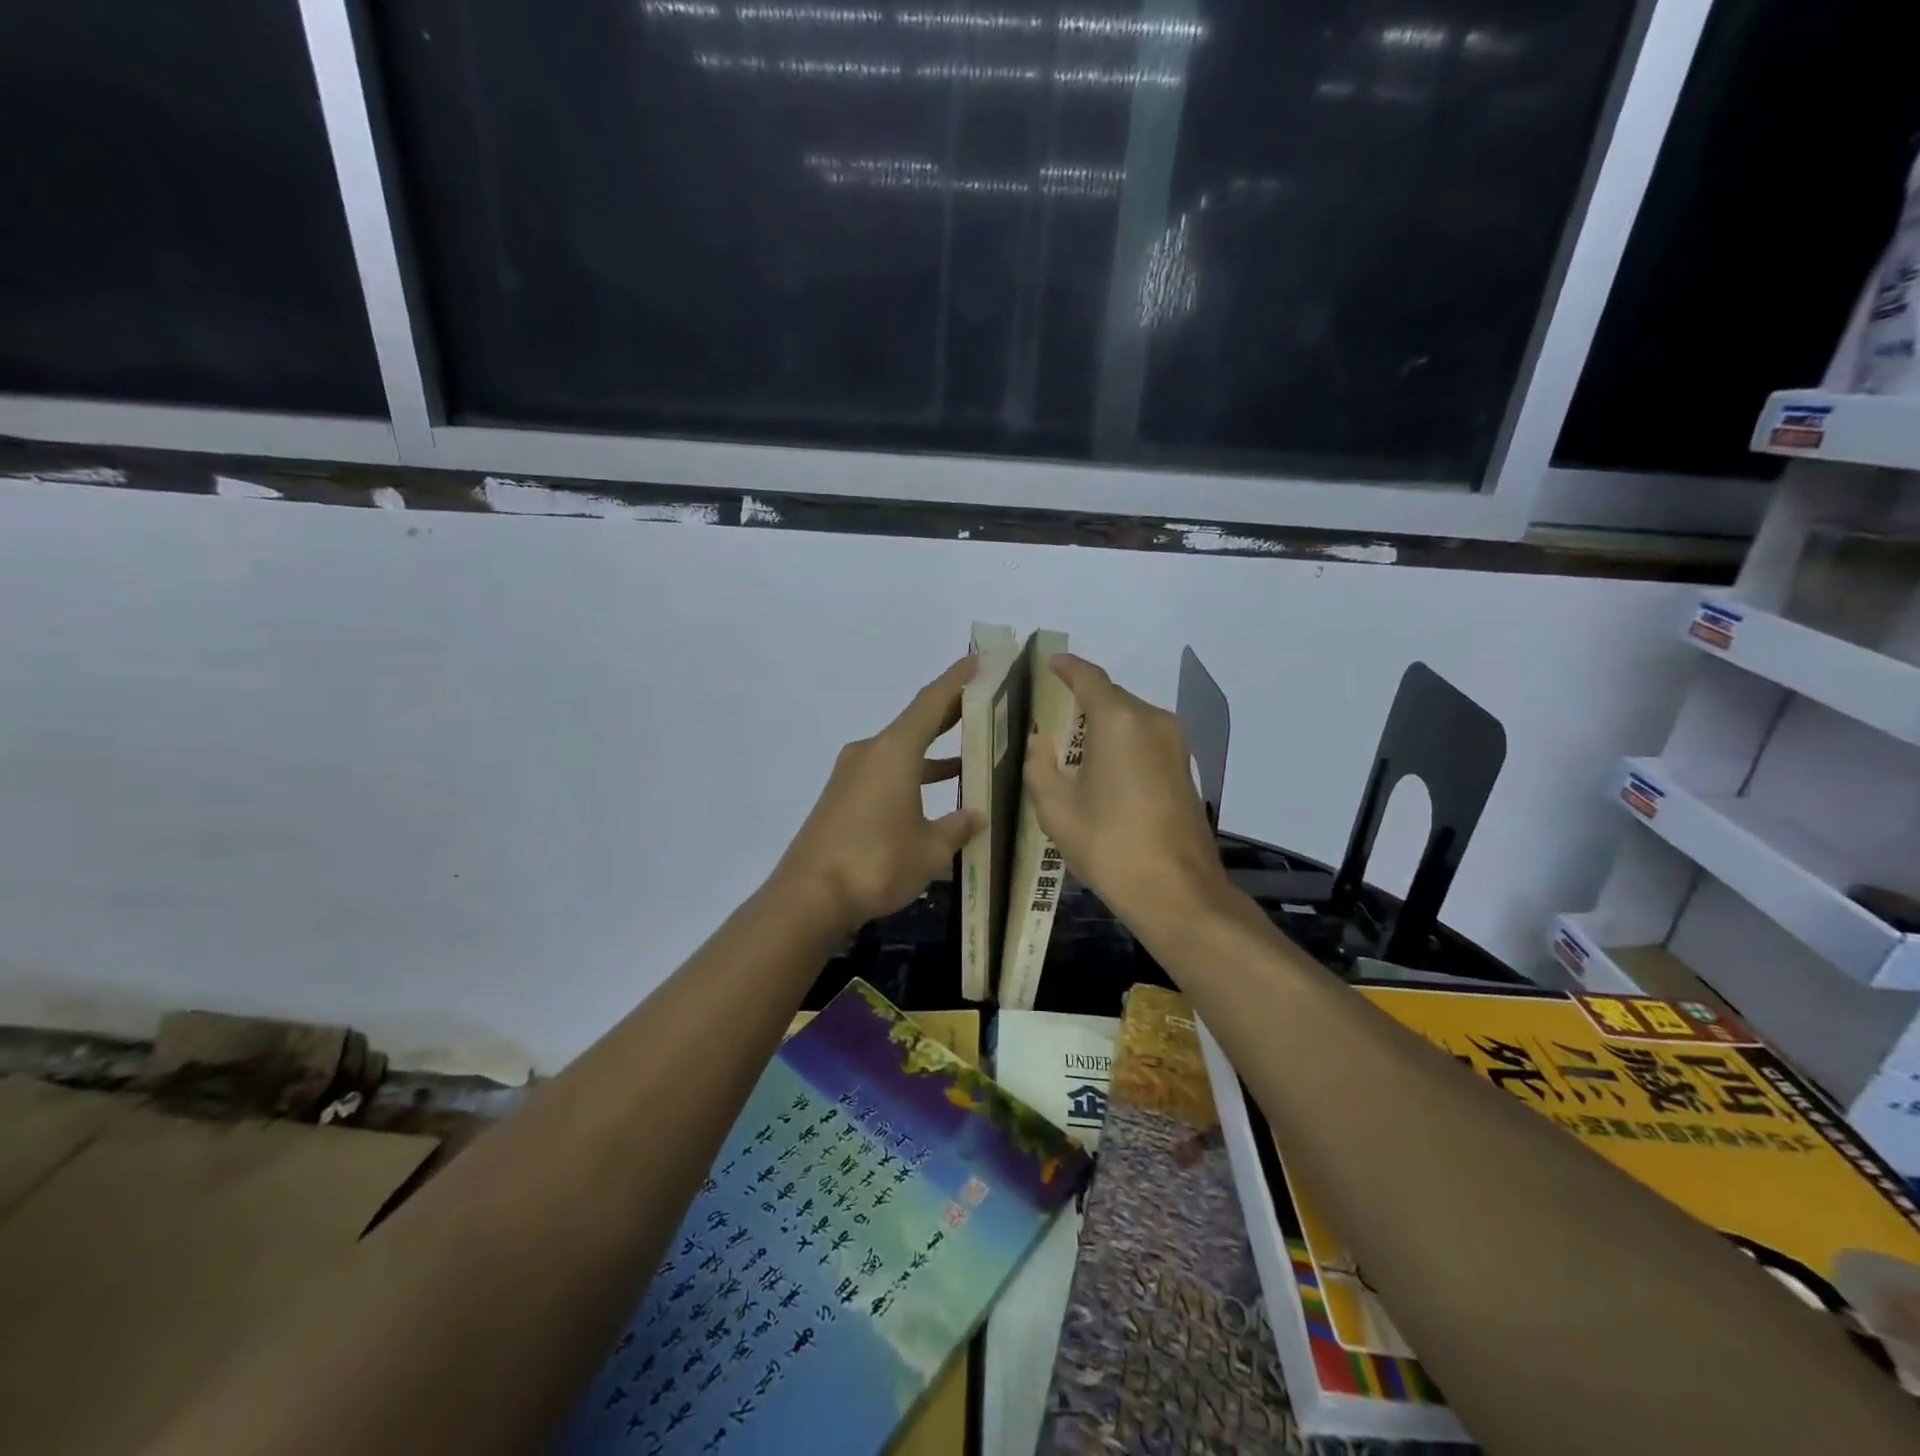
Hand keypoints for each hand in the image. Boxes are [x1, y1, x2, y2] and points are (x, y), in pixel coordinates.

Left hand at [773, 656, 984, 931]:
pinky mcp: (842, 798)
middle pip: (916, 723)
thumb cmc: (877, 863)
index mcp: (894, 751)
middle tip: (985, 703)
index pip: (932, 702)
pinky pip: (886, 774)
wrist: (809, 896)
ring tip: (970, 754)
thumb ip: (957, 827)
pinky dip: (913, 777)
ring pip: (901, 752)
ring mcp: (852, 776)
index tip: (979, 660)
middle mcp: (871, 753)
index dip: (957, 679)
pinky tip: (934, 798)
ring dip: (933, 752)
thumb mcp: (930, 849)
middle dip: (950, 713)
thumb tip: (976, 815)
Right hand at [1023, 653, 1233, 935]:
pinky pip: (1145, 741)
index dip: (1067, 667)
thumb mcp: (1057, 809)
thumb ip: (1040, 766)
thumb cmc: (1110, 845)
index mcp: (1118, 721)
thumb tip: (1040, 742)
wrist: (1177, 892)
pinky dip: (1120, 744)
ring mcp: (1174, 744)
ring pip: (1130, 720)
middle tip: (1049, 716)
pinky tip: (1101, 772)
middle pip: (1111, 698)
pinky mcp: (1184, 769)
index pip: (1089, 678)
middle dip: (1080, 702)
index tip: (1049, 662)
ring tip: (1070, 748)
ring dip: (1101, 726)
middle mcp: (1152, 721)